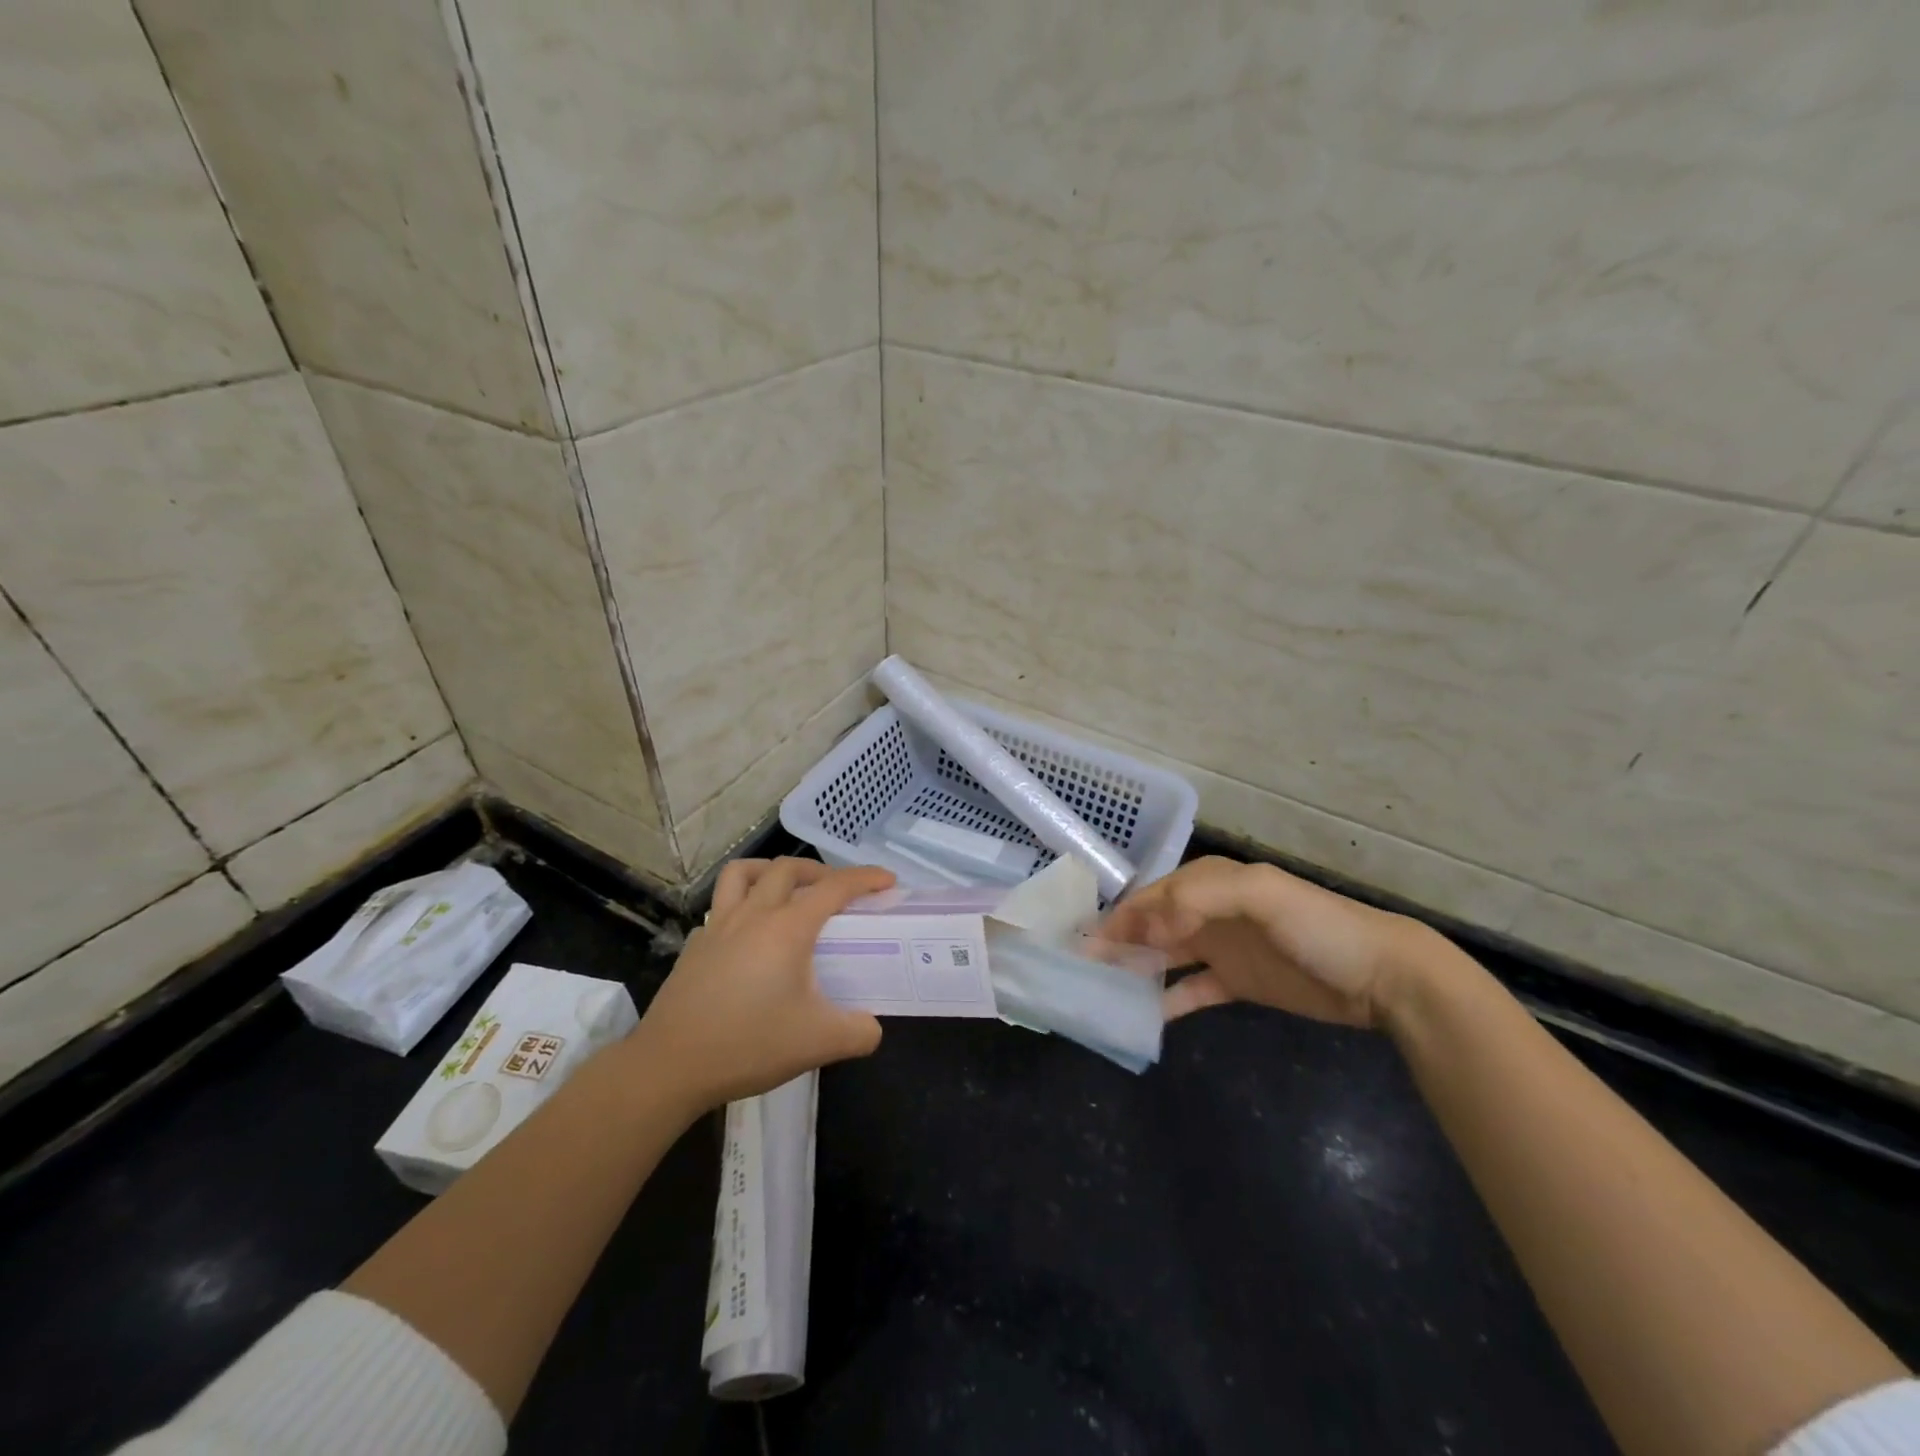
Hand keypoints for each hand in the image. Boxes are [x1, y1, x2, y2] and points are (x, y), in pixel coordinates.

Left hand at [626, 858, 894, 1113]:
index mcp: (787, 928)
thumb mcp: (819, 1043)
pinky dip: (741, 905)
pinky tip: (748, 934)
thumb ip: (858, 1032)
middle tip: (839, 891)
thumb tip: (872, 1027)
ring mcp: (718, 927)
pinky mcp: (695, 946)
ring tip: (788, 891)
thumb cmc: (748, 1045)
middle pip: (787, 868)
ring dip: (771, 871)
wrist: (670, 1066)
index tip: (887, 880)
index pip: (834, 887)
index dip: (865, 878)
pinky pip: (721, 907)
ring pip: (743, 874)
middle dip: (820, 870)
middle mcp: (753, 915)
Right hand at [1102, 857, 1431, 1027]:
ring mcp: (1224, 949)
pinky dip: (1167, 1000)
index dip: (1119, 916)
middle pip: (1153, 925)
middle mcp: (1211, 912)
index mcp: (1212, 883)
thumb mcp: (1262, 894)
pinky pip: (1192, 990)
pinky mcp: (1238, 984)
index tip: (1086, 942)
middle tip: (1083, 969)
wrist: (1383, 976)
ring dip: (1136, 968)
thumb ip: (1202, 897)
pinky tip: (1143, 1016)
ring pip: (1166, 956)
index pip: (1153, 896)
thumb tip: (1150, 926)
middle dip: (1118, 941)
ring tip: (1102, 990)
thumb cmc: (1319, 927)